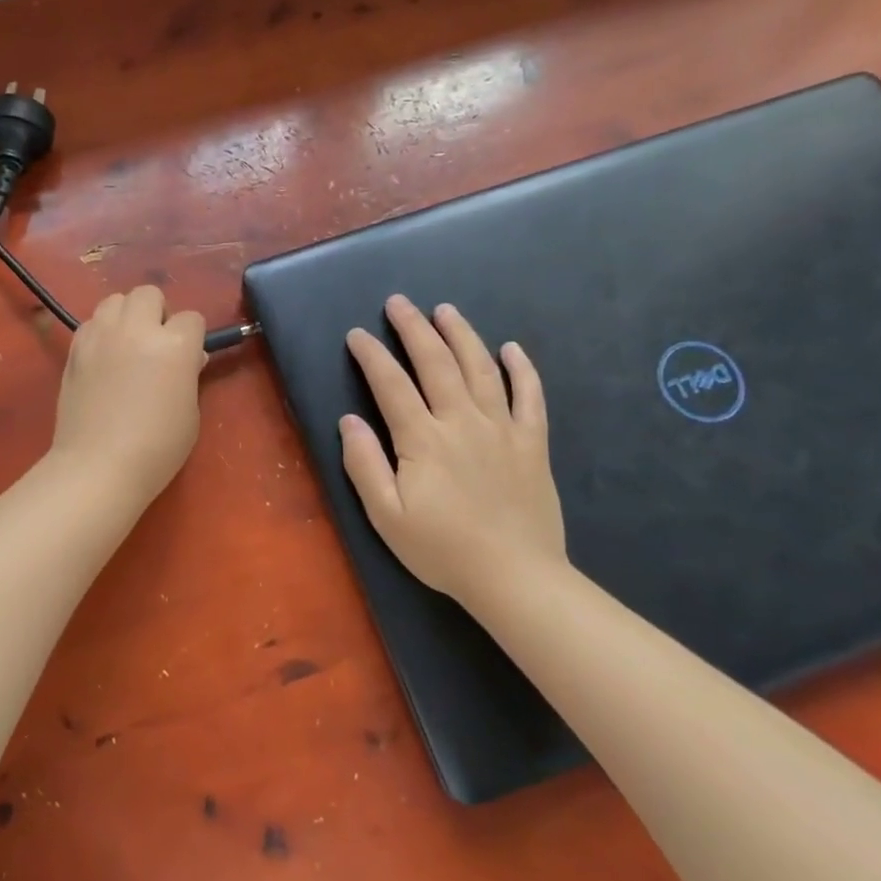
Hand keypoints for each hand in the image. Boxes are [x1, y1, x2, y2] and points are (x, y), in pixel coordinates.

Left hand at [50, 285, 206, 502]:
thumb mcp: (190, 412)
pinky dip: (101, 331)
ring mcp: (101, 335)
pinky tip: (103, 358)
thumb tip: (188, 358)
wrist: (98, 466)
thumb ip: (189, 375)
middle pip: (149, 294)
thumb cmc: (157, 448)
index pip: (191, 318)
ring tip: (127, 345)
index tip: (188, 358)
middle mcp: (136, 329)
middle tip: (156, 345)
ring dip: (127, 316)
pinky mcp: (75, 348)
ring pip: (115, 300)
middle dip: (158, 313)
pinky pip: (92, 322)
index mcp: (174, 345)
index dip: (192, 337)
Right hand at [340, 296, 565, 608]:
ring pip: (481, 368)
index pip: (391, 384)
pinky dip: (522, 369)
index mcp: (423, 439)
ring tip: (445, 310)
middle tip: (398, 302)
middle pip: (436, 363)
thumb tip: (349, 420)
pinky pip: (530, 397)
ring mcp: (502, 429)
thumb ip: (364, 464)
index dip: (372, 355)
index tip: (357, 334)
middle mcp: (462, 422)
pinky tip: (512, 349)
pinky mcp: (532, 443)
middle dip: (413, 328)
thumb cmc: (442, 549)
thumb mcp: (386, 515)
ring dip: (461, 334)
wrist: (515, 578)